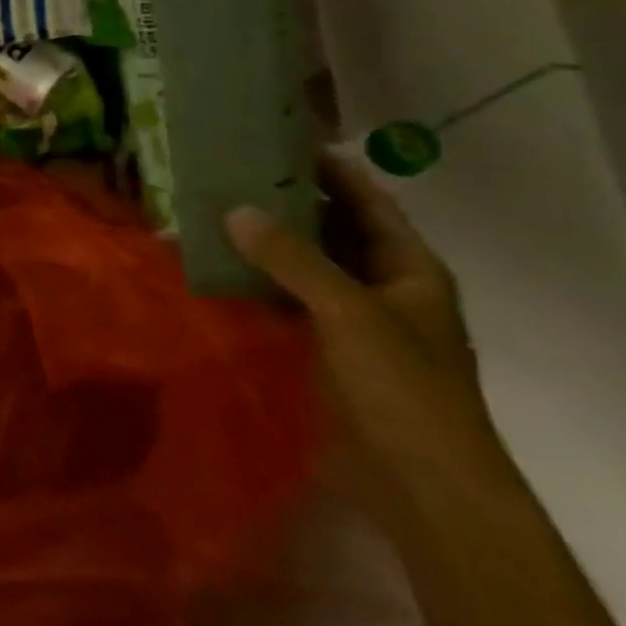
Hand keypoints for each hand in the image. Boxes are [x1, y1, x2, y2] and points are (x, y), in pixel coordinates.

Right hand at [226, 155, 507, 505]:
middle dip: (281, 202)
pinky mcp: (316, 349)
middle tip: (225, 171)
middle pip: (328, 229)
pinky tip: (209, 266)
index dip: (328, 169)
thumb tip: (235, 209)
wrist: (419, 487)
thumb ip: (291, 259)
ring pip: (298, 266)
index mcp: (407, 269)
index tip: (275, 138)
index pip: (366, 201)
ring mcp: (346, 320)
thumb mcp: (349, 313)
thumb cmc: (403, 389)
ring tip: (205, 210)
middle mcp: (377, 286)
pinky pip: (278, 301)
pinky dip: (249, 282)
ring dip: (259, 243)